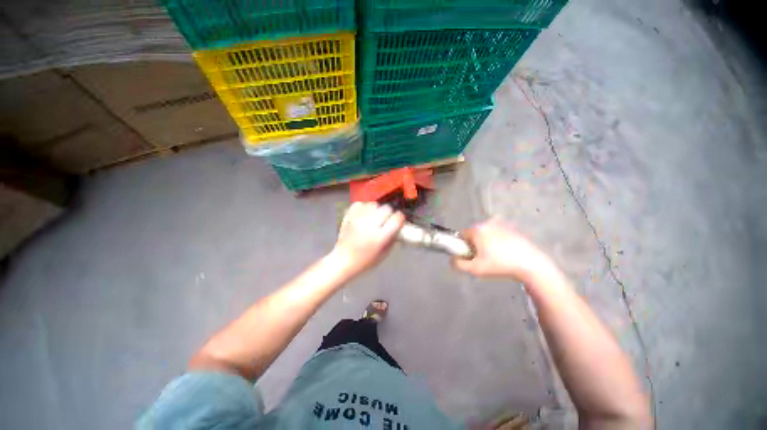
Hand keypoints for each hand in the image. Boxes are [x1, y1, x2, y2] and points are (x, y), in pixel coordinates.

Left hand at [331, 202, 404, 277]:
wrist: (342, 261)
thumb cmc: (365, 261)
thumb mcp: (384, 254)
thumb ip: (393, 239)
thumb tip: (399, 227)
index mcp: (379, 237)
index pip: (396, 219)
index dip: (400, 218)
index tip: (398, 221)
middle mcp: (369, 225)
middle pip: (386, 208)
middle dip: (389, 214)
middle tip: (385, 221)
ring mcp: (357, 219)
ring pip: (374, 204)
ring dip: (377, 210)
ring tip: (374, 218)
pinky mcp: (349, 216)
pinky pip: (360, 204)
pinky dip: (364, 208)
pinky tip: (364, 215)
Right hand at [453, 218, 553, 281]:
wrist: (531, 265)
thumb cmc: (500, 265)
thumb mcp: (475, 269)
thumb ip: (458, 264)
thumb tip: (452, 259)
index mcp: (477, 229)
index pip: (461, 235)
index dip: (463, 247)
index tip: (471, 256)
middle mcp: (487, 223)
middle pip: (473, 234)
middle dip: (474, 244)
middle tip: (483, 258)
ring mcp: (501, 224)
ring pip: (485, 234)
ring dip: (485, 243)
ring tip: (495, 256)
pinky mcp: (511, 228)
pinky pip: (496, 233)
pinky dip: (496, 240)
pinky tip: (504, 252)